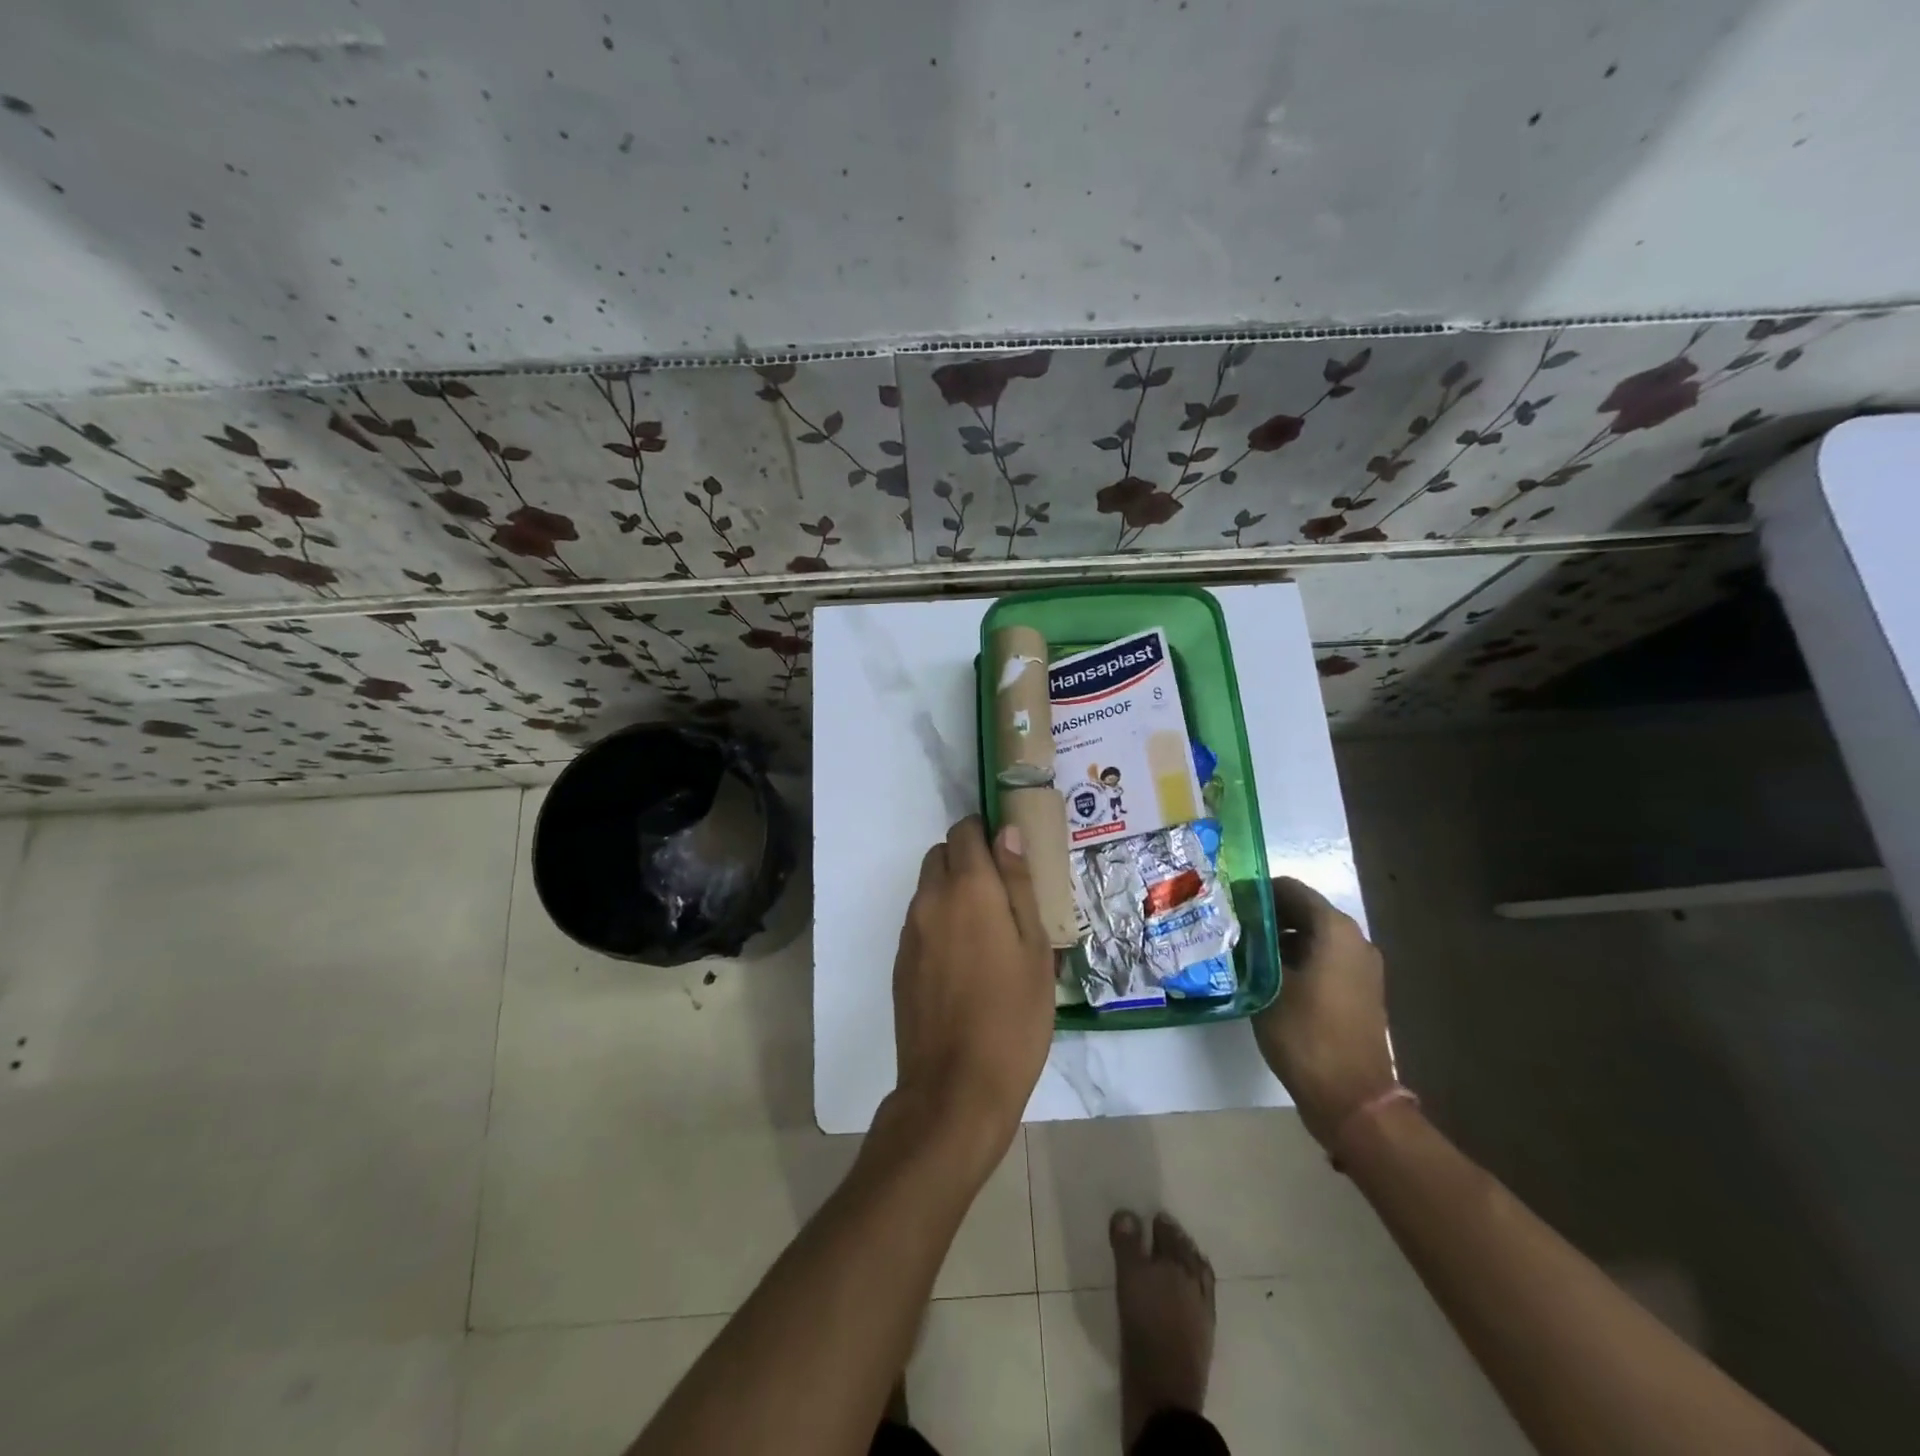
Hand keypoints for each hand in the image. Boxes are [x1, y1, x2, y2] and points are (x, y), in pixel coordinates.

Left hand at [888, 816, 1055, 1175]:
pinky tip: (965, 960)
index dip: (986, 832)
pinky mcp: (900, 960)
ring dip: (953, 890)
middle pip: (942, 854)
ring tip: (988, 932)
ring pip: (928, 887)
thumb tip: (1007, 834)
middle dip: (968, 859)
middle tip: (1003, 895)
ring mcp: (910, 931)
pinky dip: (940, 920)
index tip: (1010, 854)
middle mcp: (930, 899)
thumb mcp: (1034, 948)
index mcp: (967, 889)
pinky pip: (920, 920)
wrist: (956, 1086)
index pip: (965, 831)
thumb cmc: (1013, 1016)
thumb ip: (1018, 885)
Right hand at [1252, 877, 1399, 1147]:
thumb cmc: (1306, 1033)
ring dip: (1277, 938)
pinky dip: (1294, 958)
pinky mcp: (1358, 990)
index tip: (1225, 903)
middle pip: (1302, 910)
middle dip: (1264, 915)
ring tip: (1240, 950)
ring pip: (1310, 936)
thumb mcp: (1266, 983)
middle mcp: (1354, 939)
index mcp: (1335, 929)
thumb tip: (1235, 923)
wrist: (1351, 1097)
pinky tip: (1265, 975)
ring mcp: (1360, 966)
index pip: (1289, 888)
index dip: (1254, 891)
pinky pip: (1321, 958)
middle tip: (1227, 926)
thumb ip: (1253, 945)